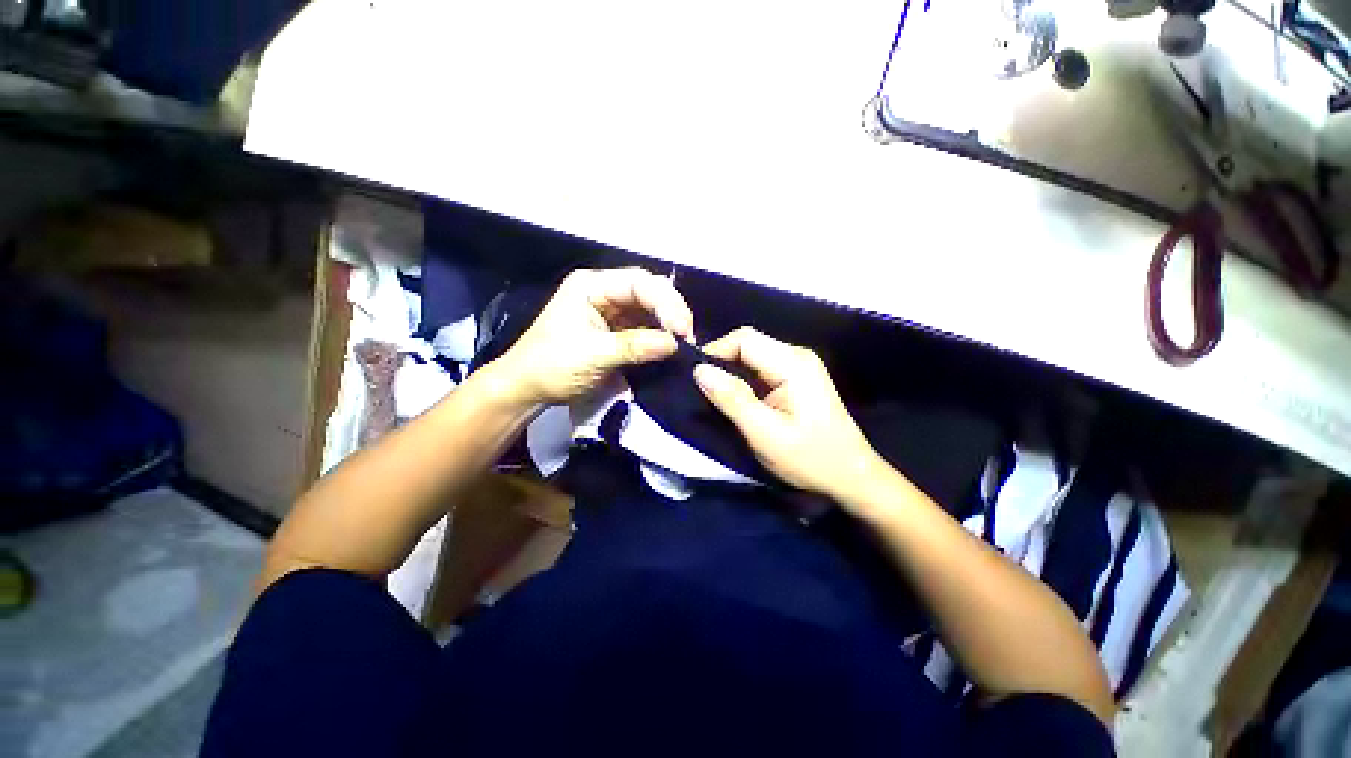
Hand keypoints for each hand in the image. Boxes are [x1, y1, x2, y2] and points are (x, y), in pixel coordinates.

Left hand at [492, 268, 694, 404]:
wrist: (528, 388)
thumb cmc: (551, 366)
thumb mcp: (591, 355)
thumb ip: (633, 346)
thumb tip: (675, 344)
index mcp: (591, 286)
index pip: (638, 284)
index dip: (665, 302)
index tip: (682, 329)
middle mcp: (604, 292)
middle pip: (648, 292)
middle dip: (671, 312)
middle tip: (688, 337)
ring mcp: (612, 311)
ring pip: (651, 310)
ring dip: (669, 325)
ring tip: (685, 345)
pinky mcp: (618, 331)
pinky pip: (646, 328)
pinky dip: (661, 337)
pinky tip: (672, 347)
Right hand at [693, 327, 883, 501]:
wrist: (851, 476)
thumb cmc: (810, 458)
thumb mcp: (764, 432)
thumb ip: (731, 398)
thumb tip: (699, 370)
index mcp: (793, 363)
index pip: (743, 339)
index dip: (715, 352)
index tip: (695, 378)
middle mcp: (797, 355)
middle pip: (748, 343)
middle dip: (721, 362)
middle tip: (702, 389)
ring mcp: (799, 366)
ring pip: (753, 355)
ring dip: (731, 372)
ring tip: (714, 395)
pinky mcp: (797, 378)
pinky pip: (762, 368)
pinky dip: (744, 380)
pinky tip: (736, 398)